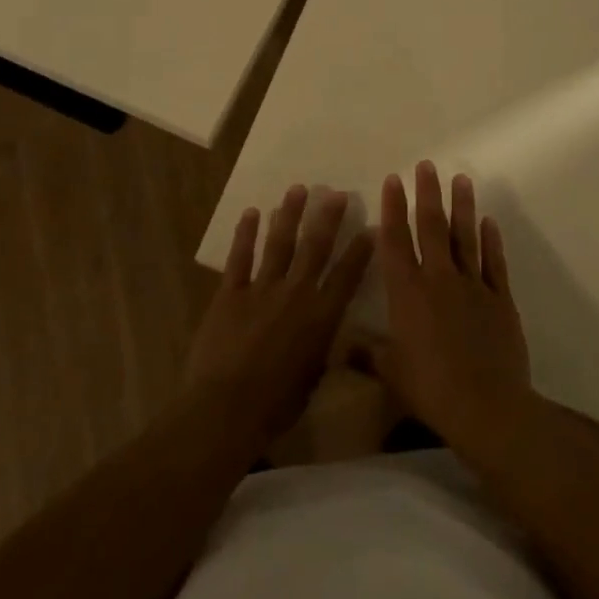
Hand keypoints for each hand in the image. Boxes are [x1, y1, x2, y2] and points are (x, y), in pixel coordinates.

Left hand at [185, 185, 373, 447]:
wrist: (227, 408)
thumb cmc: (276, 405)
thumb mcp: (313, 380)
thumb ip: (324, 350)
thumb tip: (335, 335)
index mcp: (321, 318)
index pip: (347, 276)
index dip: (360, 251)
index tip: (372, 226)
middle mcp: (296, 294)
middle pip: (315, 248)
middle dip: (327, 218)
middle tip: (336, 193)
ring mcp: (261, 289)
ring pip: (279, 244)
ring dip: (289, 215)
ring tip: (298, 190)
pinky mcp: (230, 293)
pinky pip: (240, 257)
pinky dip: (246, 234)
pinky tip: (251, 213)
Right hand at [367, 162, 532, 447]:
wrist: (486, 406)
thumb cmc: (430, 388)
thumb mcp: (391, 372)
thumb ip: (367, 353)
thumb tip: (341, 345)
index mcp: (407, 292)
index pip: (396, 240)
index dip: (393, 208)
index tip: (393, 180)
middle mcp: (438, 279)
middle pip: (432, 227)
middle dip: (428, 194)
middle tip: (428, 165)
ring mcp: (472, 286)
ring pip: (466, 237)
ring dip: (463, 207)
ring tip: (462, 179)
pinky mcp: (500, 300)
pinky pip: (494, 263)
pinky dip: (491, 241)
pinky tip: (489, 221)